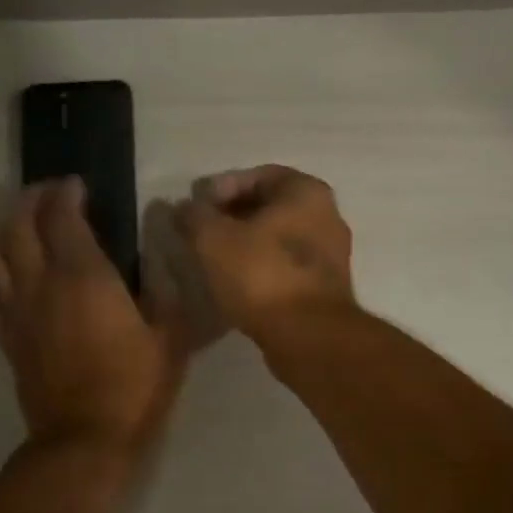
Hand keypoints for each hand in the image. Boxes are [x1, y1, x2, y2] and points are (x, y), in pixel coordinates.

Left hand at [0, 179, 187, 452]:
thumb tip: (161, 257)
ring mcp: (18, 312)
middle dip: (31, 200)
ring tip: (22, 223)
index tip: (78, 185)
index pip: (63, 216)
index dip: (67, 193)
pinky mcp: (8, 339)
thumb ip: (166, 290)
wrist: (85, 440)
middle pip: (19, 226)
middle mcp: (41, 284)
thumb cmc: (134, 387)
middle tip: (47, 193)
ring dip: (6, 230)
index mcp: (83, 276)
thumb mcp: (170, 338)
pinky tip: (6, 275)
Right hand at [173, 166, 355, 343]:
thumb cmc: (261, 275)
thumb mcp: (213, 239)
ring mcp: (330, 255)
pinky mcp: (324, 289)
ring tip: (213, 260)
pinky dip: (260, 270)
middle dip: (232, 217)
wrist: (306, 336)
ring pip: (278, 240)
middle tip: (200, 233)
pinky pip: (285, 268)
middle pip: (270, 207)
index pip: (257, 176)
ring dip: (245, 245)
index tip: (195, 208)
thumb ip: (194, 216)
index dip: (220, 188)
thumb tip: (182, 208)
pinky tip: (236, 284)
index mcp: (306, 191)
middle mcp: (327, 216)